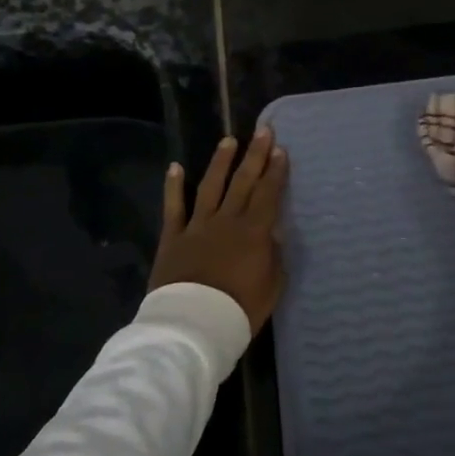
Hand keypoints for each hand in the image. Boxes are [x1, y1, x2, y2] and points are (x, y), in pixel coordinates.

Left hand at [150, 128, 289, 331]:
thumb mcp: (272, 285)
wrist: (194, 324)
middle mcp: (227, 220)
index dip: (275, 171)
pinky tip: (175, 167)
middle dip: (255, 155)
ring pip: (211, 186)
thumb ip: (274, 255)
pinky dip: (174, 186)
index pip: (268, 194)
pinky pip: (174, 207)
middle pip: (243, 181)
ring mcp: (198, 226)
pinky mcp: (173, 237)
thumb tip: (272, 234)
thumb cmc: (240, 309)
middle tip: (262, 131)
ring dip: (221, 162)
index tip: (281, 150)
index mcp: (254, 231)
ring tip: (228, 141)